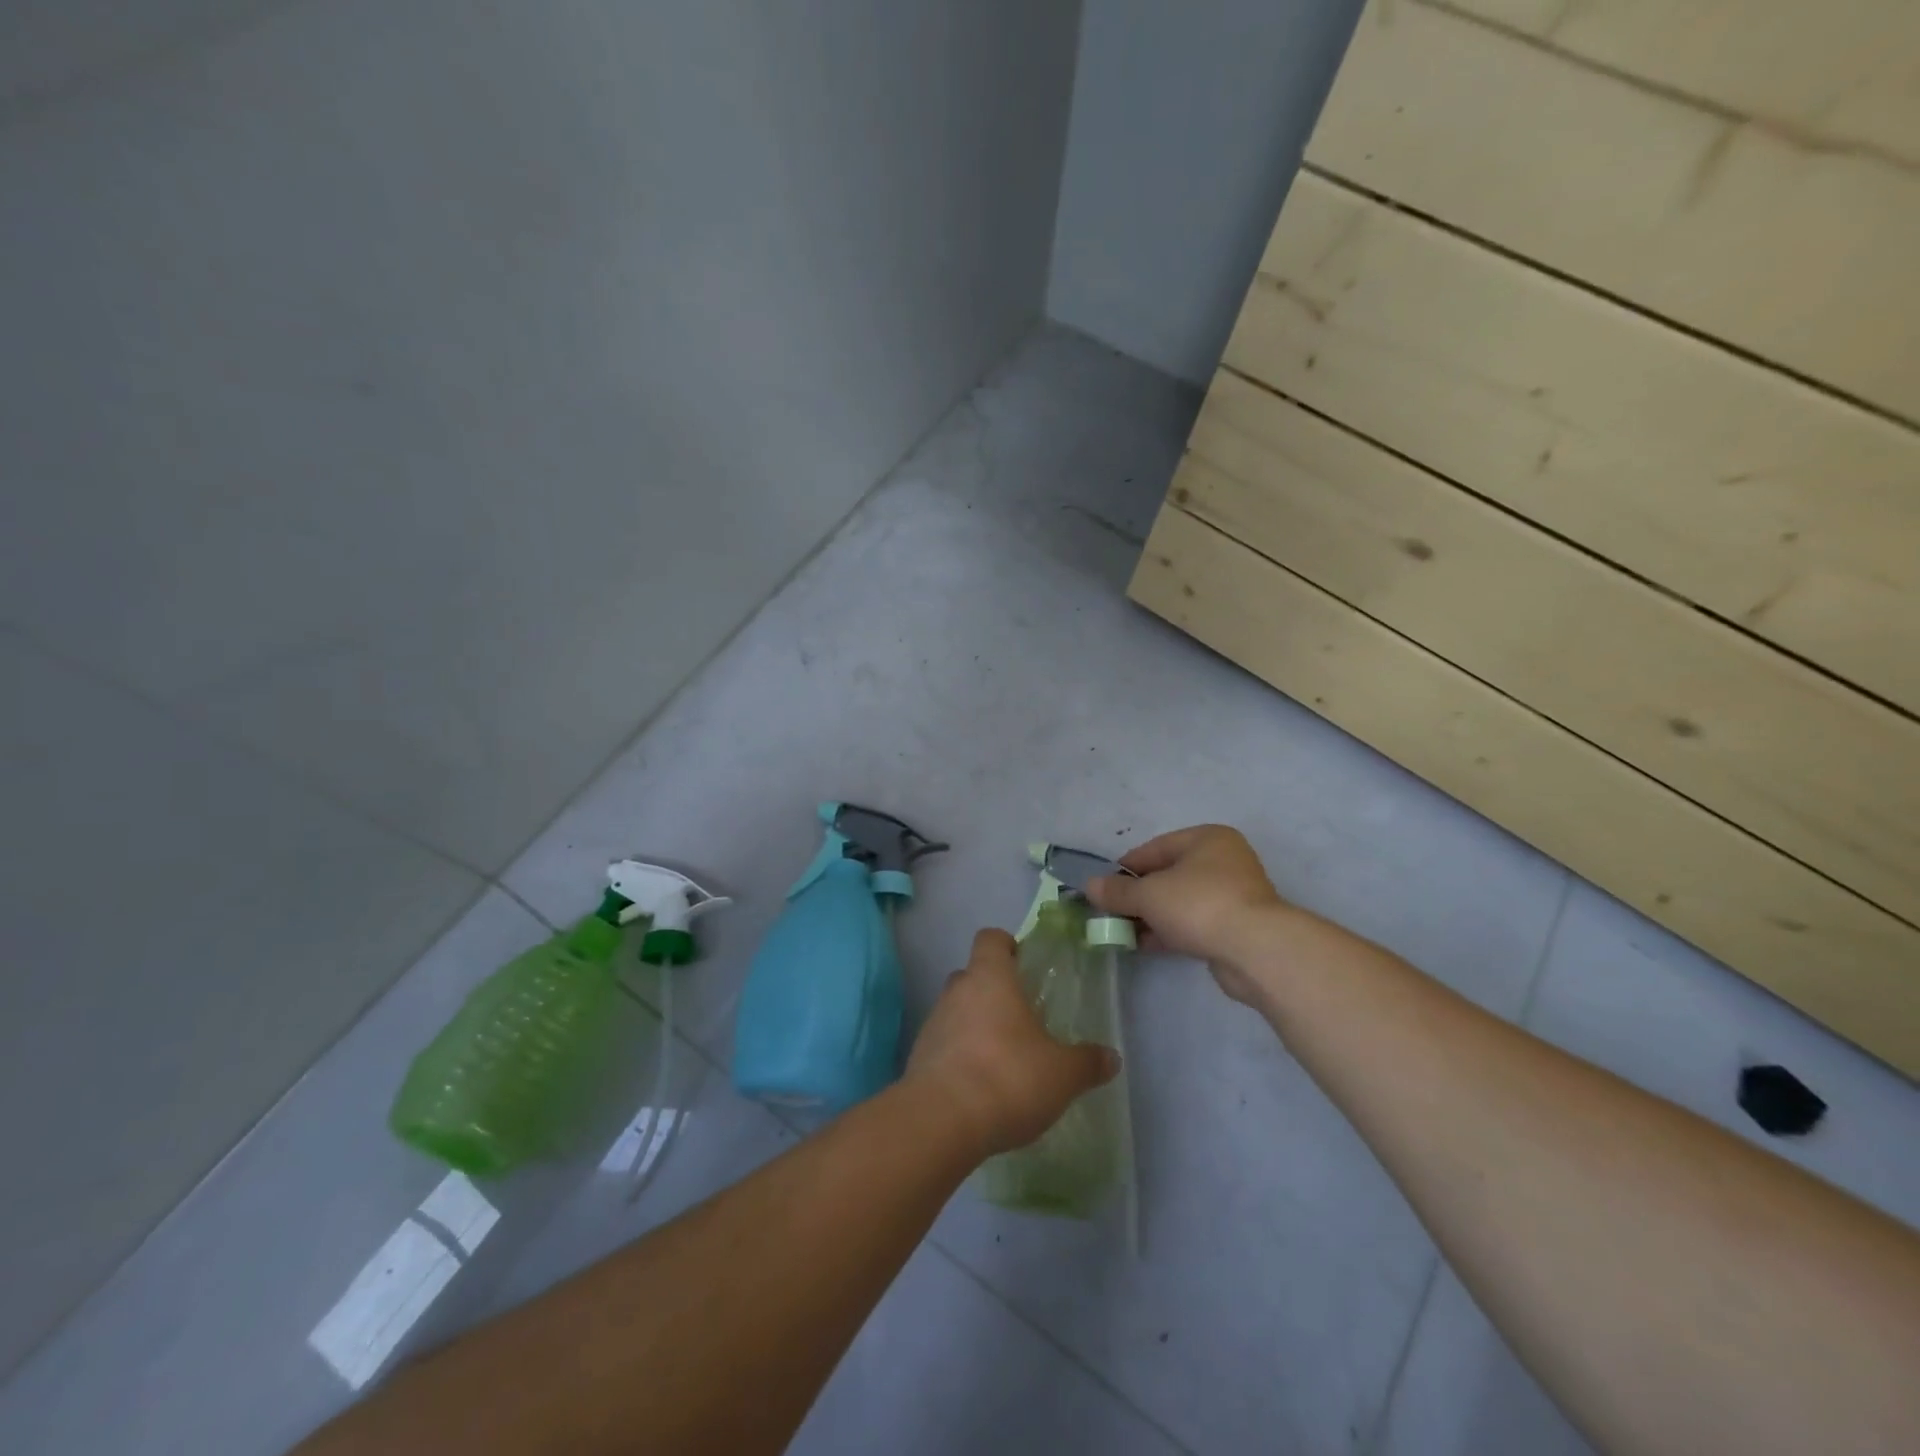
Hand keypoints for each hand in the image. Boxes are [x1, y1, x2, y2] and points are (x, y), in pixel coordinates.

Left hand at [905, 928, 1119, 1156]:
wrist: (941, 1121)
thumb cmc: (1008, 1077)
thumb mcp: (1062, 1074)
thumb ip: (1087, 1062)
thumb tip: (1111, 1057)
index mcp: (990, 977)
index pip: (990, 938)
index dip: (1007, 946)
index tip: (1024, 965)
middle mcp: (957, 991)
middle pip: (972, 975)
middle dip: (994, 990)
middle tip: (1021, 1017)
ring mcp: (933, 1023)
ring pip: (957, 1010)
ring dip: (976, 1025)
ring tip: (1003, 1058)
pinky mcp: (918, 1057)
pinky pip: (944, 1044)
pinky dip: (960, 1056)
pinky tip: (980, 1086)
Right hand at [1086, 825, 1286, 1005]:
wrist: (1256, 950)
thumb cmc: (1199, 905)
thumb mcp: (1149, 895)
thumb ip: (1117, 892)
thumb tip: (1089, 886)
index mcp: (1206, 839)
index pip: (1154, 848)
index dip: (1124, 869)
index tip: (1102, 889)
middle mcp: (1223, 861)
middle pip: (1168, 875)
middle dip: (1137, 896)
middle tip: (1111, 913)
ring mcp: (1233, 895)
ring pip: (1180, 901)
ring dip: (1152, 916)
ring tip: (1122, 932)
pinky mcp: (1236, 927)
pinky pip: (1194, 923)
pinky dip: (1170, 931)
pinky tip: (1145, 945)